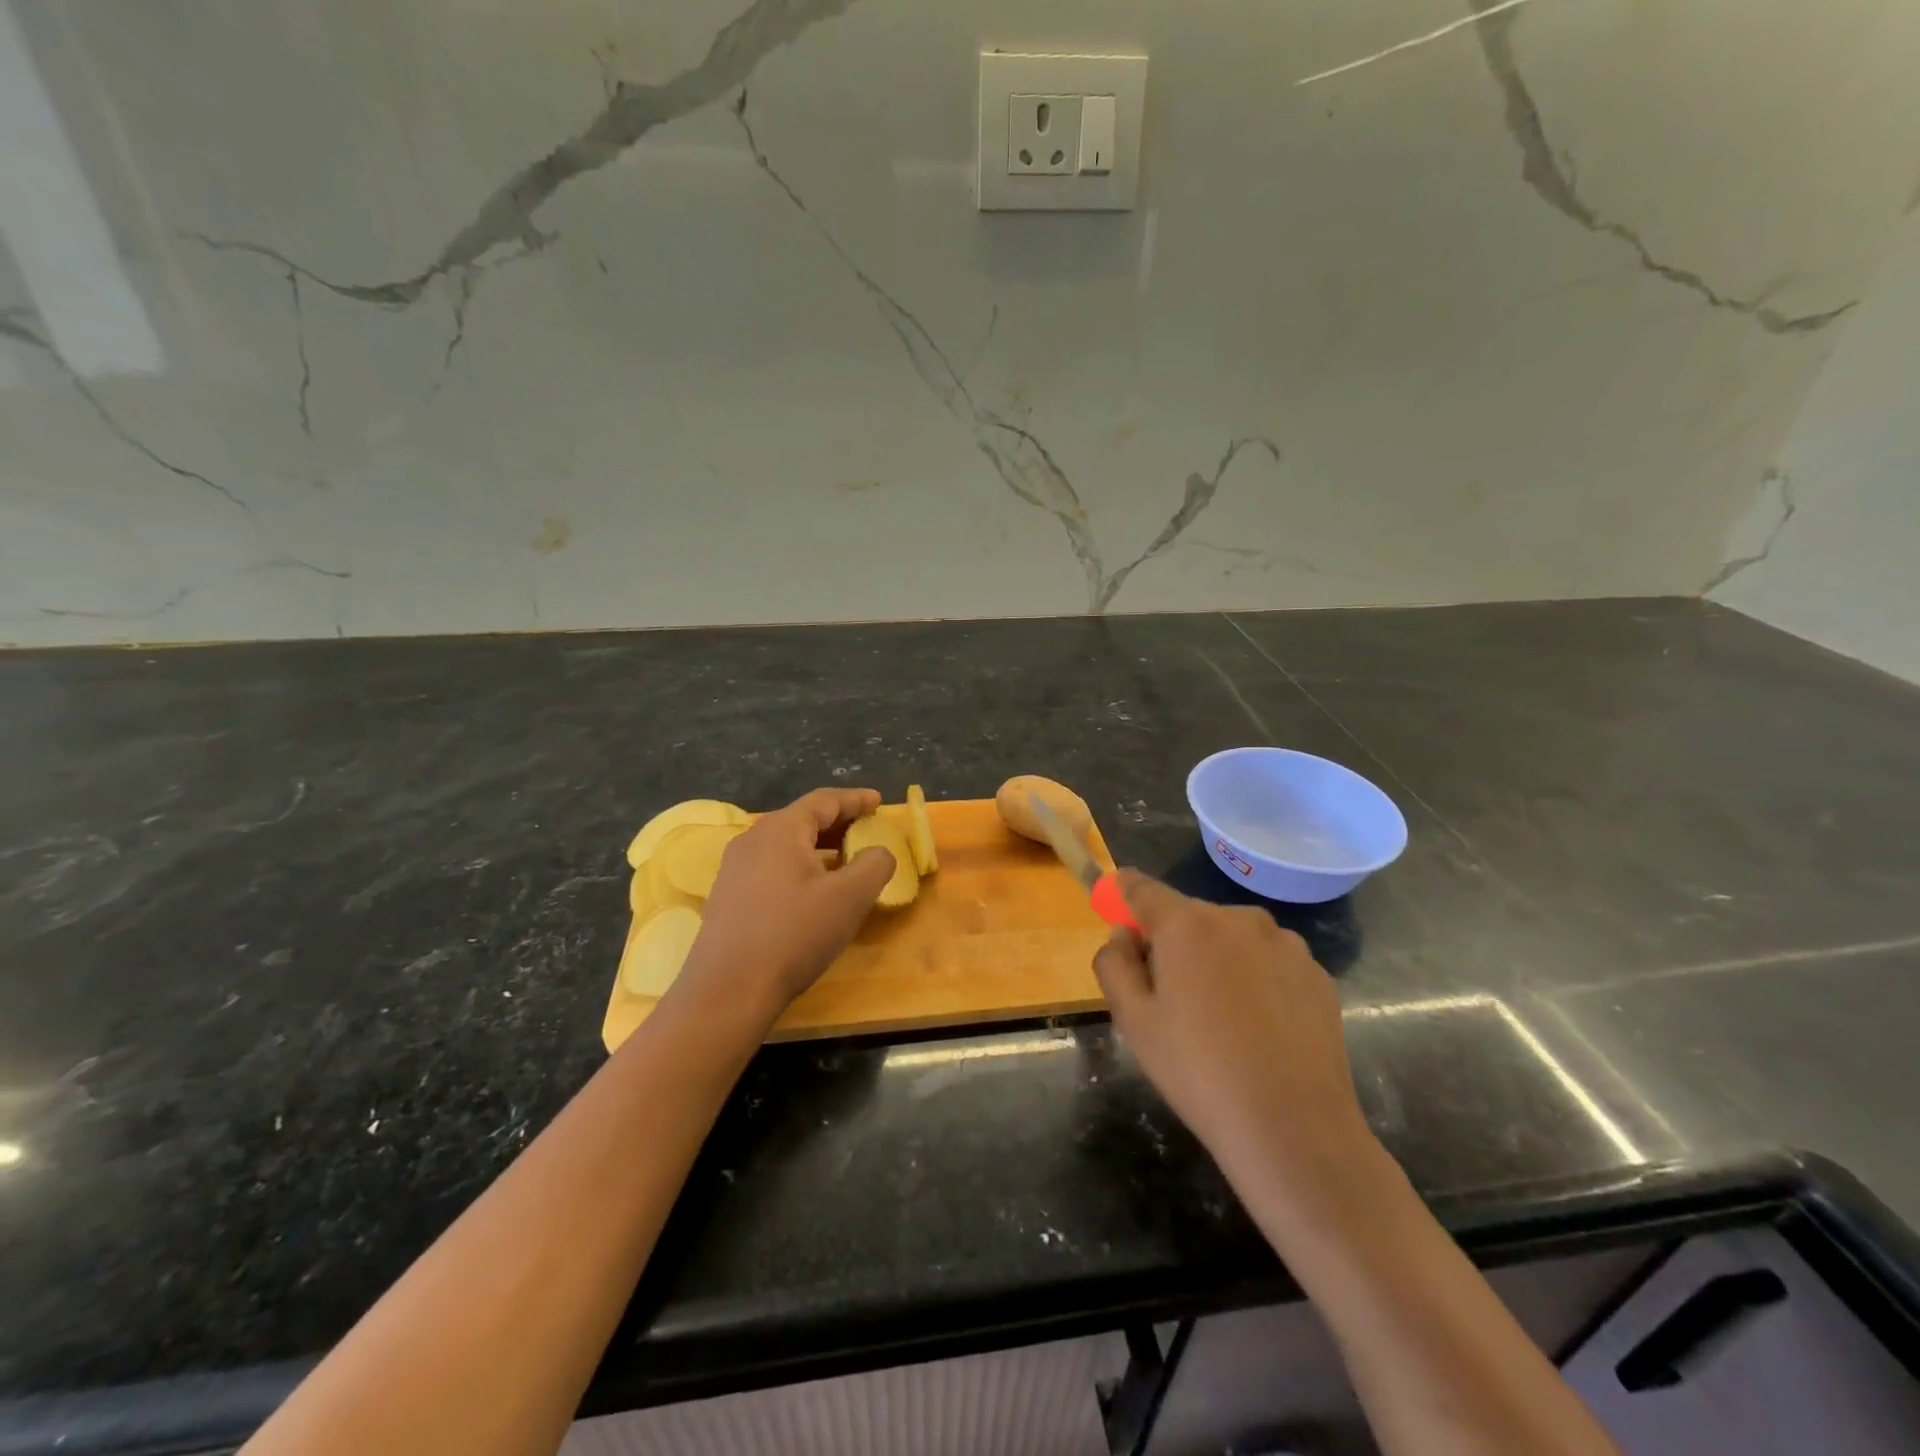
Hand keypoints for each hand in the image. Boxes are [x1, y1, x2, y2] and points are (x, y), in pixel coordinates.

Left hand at [677, 788, 895, 1020]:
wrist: (728, 990)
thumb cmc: (794, 934)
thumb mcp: (850, 898)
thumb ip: (874, 864)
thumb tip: (879, 852)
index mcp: (780, 830)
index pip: (824, 801)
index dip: (855, 799)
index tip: (879, 801)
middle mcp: (752, 840)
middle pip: (802, 819)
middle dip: (838, 822)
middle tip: (867, 829)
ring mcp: (735, 869)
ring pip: (786, 845)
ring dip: (819, 846)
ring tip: (845, 859)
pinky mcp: (728, 897)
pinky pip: (772, 866)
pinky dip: (800, 866)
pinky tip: (813, 890)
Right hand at [1094, 871, 1376, 1198]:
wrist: (1293, 1128)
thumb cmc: (1198, 1070)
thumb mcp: (1132, 1020)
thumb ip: (1114, 963)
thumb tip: (1124, 935)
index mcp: (1187, 924)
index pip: (1143, 888)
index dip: (1124, 893)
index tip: (1116, 905)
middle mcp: (1238, 918)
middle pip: (1189, 915)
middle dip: (1172, 941)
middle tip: (1168, 994)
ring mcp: (1285, 943)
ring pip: (1232, 937)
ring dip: (1216, 958)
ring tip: (1221, 1017)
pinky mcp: (1317, 973)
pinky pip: (1269, 961)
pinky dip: (1256, 978)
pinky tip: (1259, 1027)